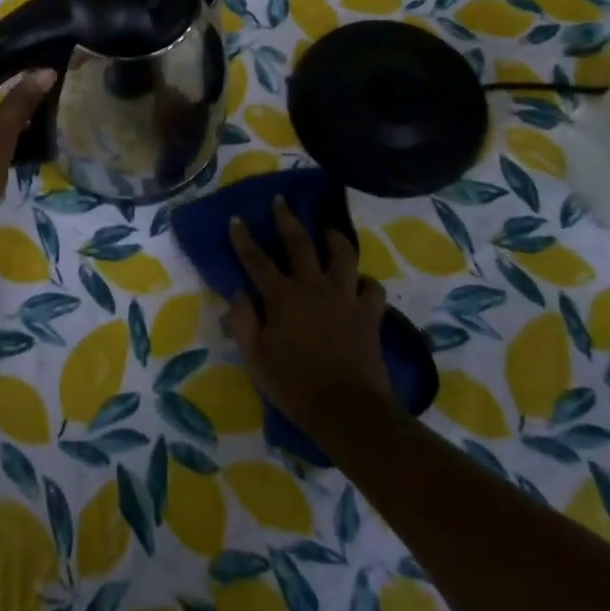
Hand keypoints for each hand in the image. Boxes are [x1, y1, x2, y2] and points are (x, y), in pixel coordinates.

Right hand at [227, 197, 390, 442]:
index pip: (256, 259)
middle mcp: (313, 286)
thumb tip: (238, 292)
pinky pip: (372, 288)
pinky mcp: (369, 314)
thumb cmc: (293, 384)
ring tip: (328, 231)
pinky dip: (365, 282)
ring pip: (343, 255)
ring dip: (334, 239)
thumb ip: (242, 320)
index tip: (236, 219)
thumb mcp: (255, 356)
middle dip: (286, 219)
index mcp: (281, 295)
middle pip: (299, 243)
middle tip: (281, 201)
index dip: (243, 238)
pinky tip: (359, 282)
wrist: (346, 409)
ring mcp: (345, 297)